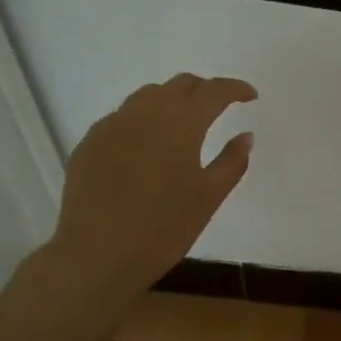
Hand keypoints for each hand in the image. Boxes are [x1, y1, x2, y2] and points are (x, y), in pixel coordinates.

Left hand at [42, 73, 256, 296]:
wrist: (96, 255)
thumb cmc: (163, 228)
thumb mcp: (209, 197)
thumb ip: (232, 161)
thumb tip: (245, 136)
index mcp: (181, 122)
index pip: (214, 91)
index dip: (235, 89)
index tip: (250, 96)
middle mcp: (146, 112)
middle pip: (180, 84)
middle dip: (204, 90)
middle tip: (220, 106)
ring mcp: (113, 125)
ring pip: (148, 95)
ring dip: (172, 100)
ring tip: (183, 121)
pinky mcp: (90, 142)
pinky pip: (123, 117)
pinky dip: (143, 120)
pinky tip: (146, 146)